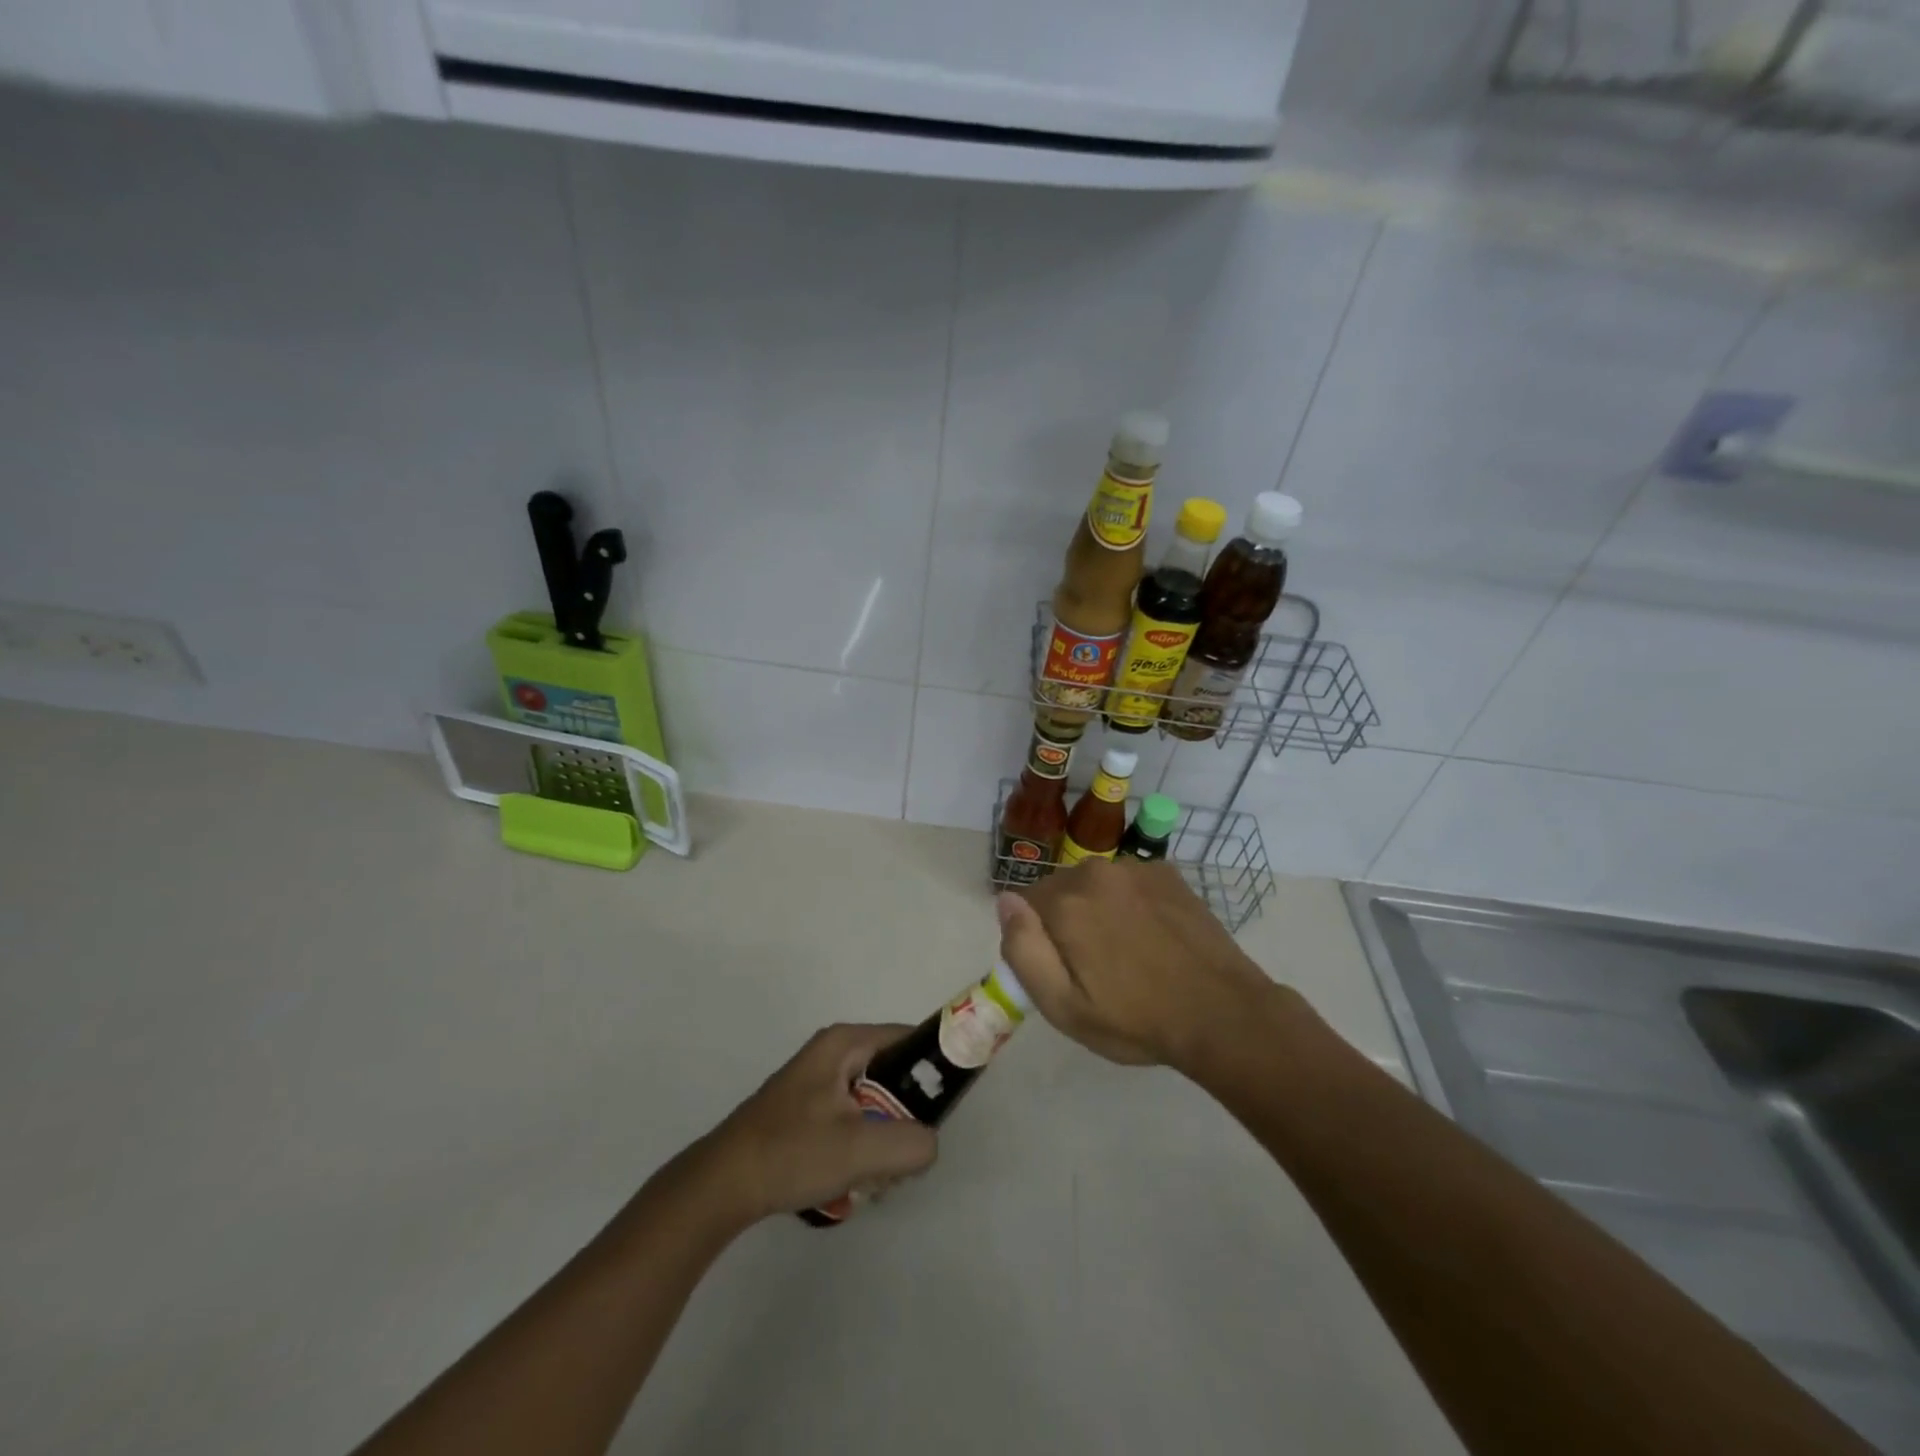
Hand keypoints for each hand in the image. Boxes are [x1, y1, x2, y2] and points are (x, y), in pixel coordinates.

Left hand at [701, 1024, 937, 1221]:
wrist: (722, 1185)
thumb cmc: (792, 1152)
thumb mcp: (860, 1148)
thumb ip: (911, 1143)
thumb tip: (929, 1144)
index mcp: (845, 1042)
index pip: (909, 1038)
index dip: (935, 1066)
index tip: (948, 1105)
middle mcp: (833, 1051)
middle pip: (892, 1073)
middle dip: (906, 1114)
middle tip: (907, 1152)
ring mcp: (817, 1081)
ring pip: (873, 1100)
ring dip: (883, 1136)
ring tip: (876, 1172)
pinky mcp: (806, 1109)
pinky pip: (853, 1117)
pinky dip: (860, 1144)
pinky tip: (851, 1179)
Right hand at [997, 860, 1271, 1069]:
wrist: (1223, 1013)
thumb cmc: (1137, 1020)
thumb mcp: (1064, 1007)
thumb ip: (1023, 950)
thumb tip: (1004, 901)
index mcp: (1065, 903)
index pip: (1024, 904)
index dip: (1036, 938)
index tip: (1061, 968)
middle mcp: (1095, 872)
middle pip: (1060, 890)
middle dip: (1066, 921)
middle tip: (1095, 966)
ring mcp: (1135, 868)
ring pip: (1095, 884)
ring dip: (1099, 908)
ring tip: (1127, 951)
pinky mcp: (1167, 873)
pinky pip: (1129, 881)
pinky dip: (1131, 901)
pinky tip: (1152, 934)